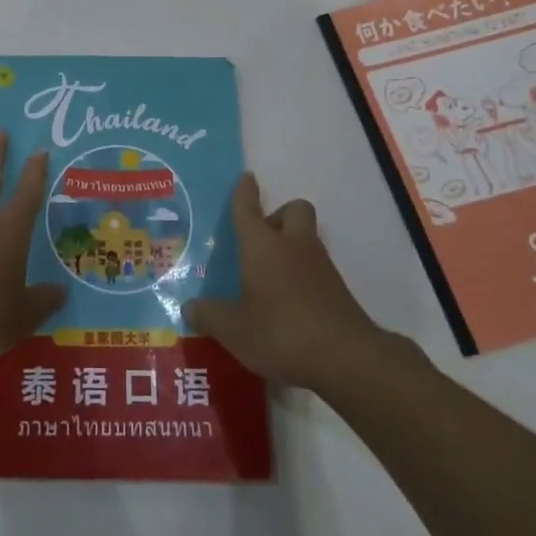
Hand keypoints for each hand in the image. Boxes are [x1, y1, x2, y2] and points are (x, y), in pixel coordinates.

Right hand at [185, 174, 408, 390]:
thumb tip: (190, 307)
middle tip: (261, 240)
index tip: (246, 178)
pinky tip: (290, 303)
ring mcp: (321, 266)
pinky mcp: (338, 290)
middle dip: (278, 215)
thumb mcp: (234, 330)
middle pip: (293, 210)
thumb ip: (210, 316)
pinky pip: (316, 268)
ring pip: (307, 238)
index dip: (244, 191)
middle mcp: (293, 246)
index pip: (248, 208)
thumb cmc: (281, 332)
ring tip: (270, 277)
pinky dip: (303, 276)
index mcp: (262, 246)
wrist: (346, 357)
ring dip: (292, 246)